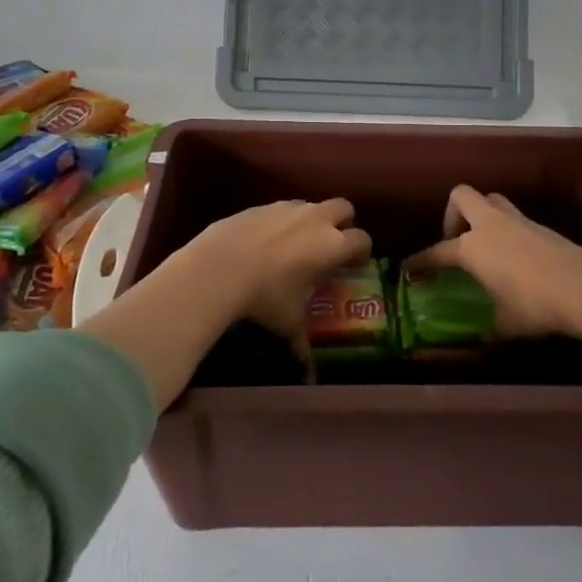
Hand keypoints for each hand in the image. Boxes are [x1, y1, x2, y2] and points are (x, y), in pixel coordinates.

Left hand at [82, 199, 370, 407]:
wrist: (219, 268)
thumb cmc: (265, 297)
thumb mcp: (287, 323)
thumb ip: (302, 344)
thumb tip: (309, 376)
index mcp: (332, 245)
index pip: (362, 239)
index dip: (361, 251)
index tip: (354, 264)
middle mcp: (315, 219)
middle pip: (344, 207)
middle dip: (343, 222)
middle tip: (332, 244)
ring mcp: (286, 208)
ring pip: (310, 205)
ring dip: (311, 219)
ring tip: (297, 244)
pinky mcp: (260, 205)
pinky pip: (281, 208)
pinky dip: (281, 221)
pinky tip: (266, 242)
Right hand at [402, 185, 581, 337]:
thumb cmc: (534, 305)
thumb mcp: (505, 324)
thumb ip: (489, 328)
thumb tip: (484, 339)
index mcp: (472, 247)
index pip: (438, 251)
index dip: (421, 261)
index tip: (409, 269)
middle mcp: (491, 225)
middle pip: (462, 197)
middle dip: (452, 215)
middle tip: (455, 241)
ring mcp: (519, 222)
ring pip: (491, 201)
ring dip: (482, 215)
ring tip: (484, 245)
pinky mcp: (543, 228)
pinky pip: (515, 219)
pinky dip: (507, 231)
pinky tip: (514, 258)